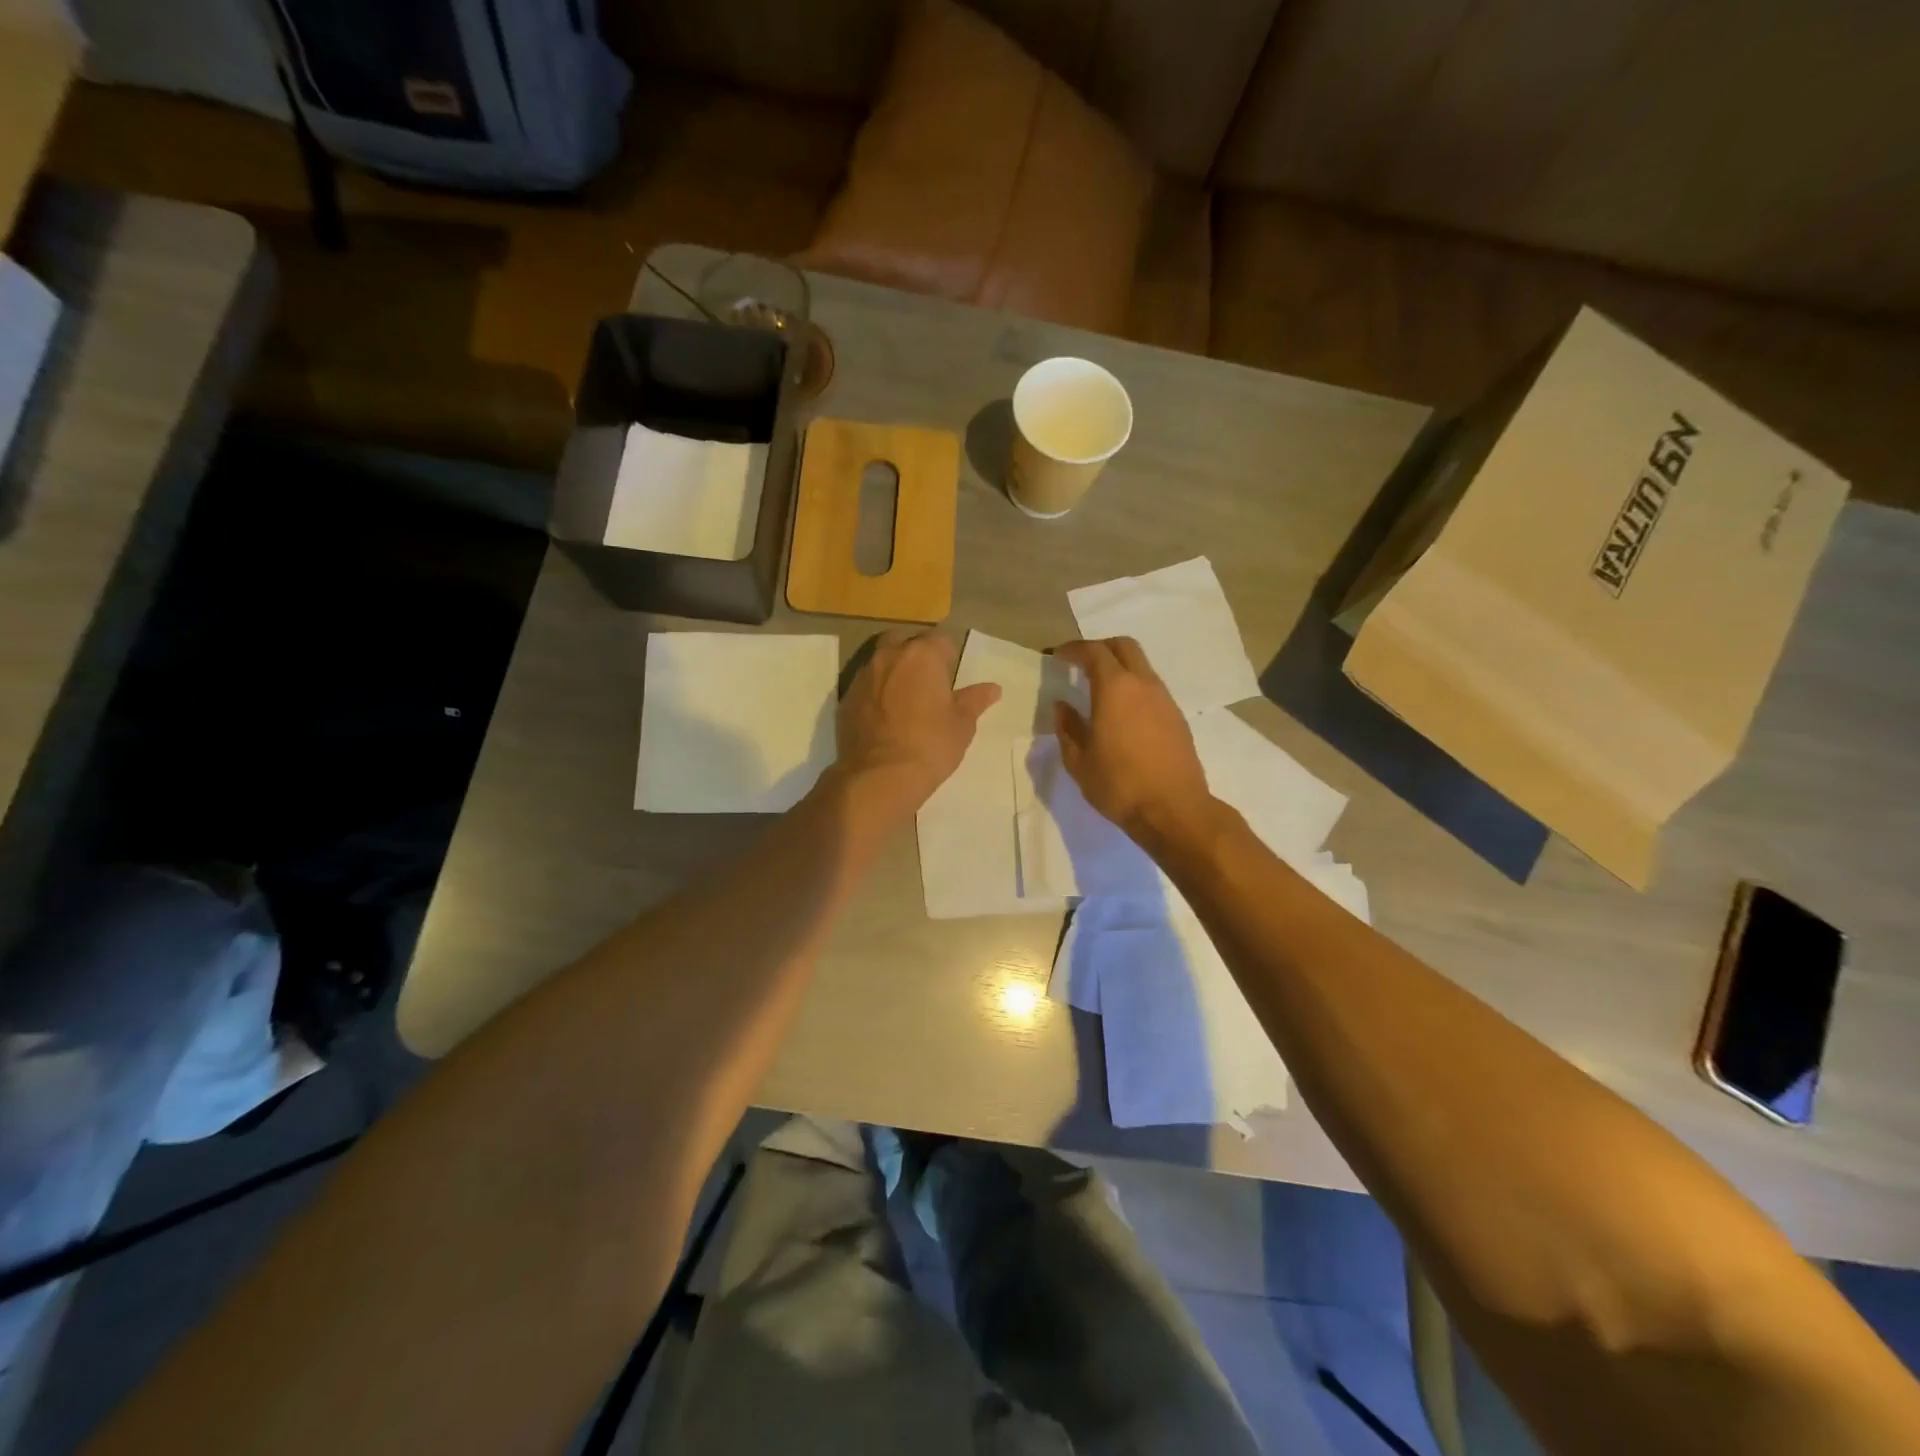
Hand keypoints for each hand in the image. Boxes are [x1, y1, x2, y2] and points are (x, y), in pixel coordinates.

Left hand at [835, 630, 999, 822]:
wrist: (879, 776)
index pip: (940, 640)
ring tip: (904, 703)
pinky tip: (884, 719)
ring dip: (893, 674)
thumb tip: (993, 688)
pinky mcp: (845, 698)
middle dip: (916, 657)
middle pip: (905, 643)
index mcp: (922, 655)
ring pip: (881, 663)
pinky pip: (865, 686)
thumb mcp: (962, 725)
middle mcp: (889, 656)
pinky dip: (875, 694)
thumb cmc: (930, 746)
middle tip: (927, 687)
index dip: (948, 658)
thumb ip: (975, 700)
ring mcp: (863, 676)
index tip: (950, 681)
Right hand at [1052, 637, 1213, 854]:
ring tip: (1100, 690)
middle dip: (1100, 648)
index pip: (1094, 652)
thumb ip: (1068, 728)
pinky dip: (1134, 687)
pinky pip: (1152, 688)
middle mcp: (1143, 685)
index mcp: (1115, 689)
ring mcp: (1165, 700)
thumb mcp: (1079, 761)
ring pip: (1141, 666)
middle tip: (1081, 663)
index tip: (1059, 656)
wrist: (1174, 810)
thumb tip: (1062, 707)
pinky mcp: (1177, 718)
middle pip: (1124, 647)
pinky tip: (1122, 713)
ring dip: (1120, 667)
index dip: (1074, 649)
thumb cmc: (1119, 785)